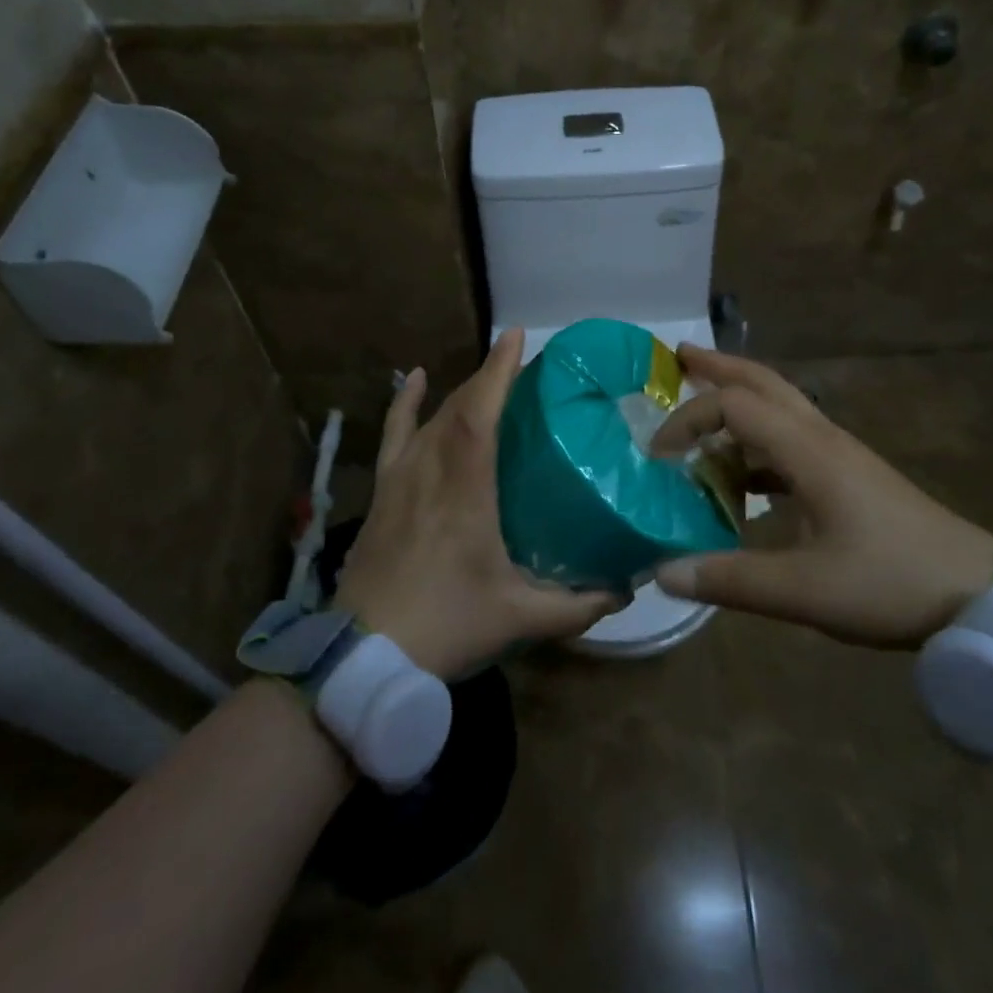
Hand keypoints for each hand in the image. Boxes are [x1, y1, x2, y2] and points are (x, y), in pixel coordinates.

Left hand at [334, 330, 618, 679]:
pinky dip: (404, 403)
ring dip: (461, 392)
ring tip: (489, 379)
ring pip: (432, 417)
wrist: (365, 656)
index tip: (518, 336)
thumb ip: (578, 604)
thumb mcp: (521, 618)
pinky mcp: (382, 491)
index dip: (499, 370)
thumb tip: (626, 588)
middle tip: (524, 366)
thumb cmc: (447, 625)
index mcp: (466, 488)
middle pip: (459, 406)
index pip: (481, 412)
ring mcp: (400, 477)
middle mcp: (430, 468)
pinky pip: (394, 434)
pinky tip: (413, 379)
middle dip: (490, 377)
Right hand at [649, 346, 992, 649]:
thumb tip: (662, 573)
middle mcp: (822, 438)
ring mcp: (839, 454)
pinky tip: (741, 478)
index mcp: (808, 451)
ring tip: (699, 416)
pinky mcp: (850, 475)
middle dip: (717, 367)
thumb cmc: (890, 583)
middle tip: (677, 357)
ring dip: (736, 404)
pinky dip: (756, 444)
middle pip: (762, 383)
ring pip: (780, 408)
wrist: (977, 596)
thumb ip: (730, 580)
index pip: (734, 406)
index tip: (659, 457)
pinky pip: (791, 441)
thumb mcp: (804, 590)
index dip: (689, 420)